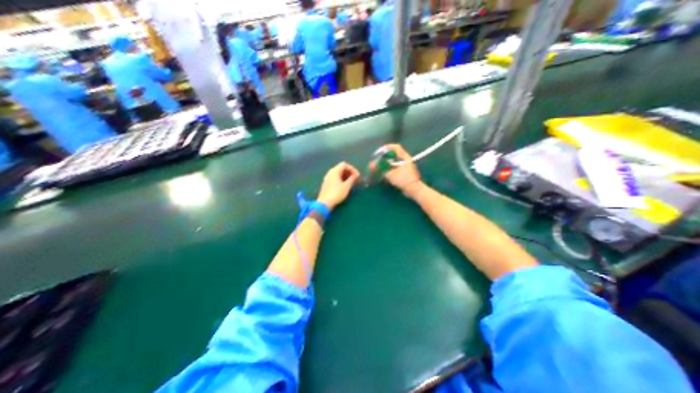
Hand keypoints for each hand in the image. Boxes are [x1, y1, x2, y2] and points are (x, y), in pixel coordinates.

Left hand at [318, 161, 359, 209]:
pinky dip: (341, 179)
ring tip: (352, 182)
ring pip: (338, 174)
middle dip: (349, 172)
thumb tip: (356, 175)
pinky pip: (335, 178)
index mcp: (334, 171)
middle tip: (356, 179)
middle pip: (341, 168)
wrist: (324, 203)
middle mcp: (330, 172)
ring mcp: (327, 178)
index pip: (344, 164)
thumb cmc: (337, 193)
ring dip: (346, 176)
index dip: (352, 169)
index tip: (357, 175)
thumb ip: (352, 179)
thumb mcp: (346, 186)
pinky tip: (345, 186)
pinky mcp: (326, 184)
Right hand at [381, 145, 422, 197]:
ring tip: (379, 167)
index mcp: (404, 157)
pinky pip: (395, 167)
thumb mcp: (390, 173)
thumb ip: (381, 168)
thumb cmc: (403, 179)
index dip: (386, 148)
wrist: (413, 189)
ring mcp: (406, 166)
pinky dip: (389, 169)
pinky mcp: (405, 172)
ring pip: (394, 161)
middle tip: (377, 160)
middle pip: (393, 154)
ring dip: (386, 163)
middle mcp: (405, 159)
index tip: (379, 152)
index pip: (395, 147)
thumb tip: (372, 165)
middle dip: (384, 157)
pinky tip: (384, 172)